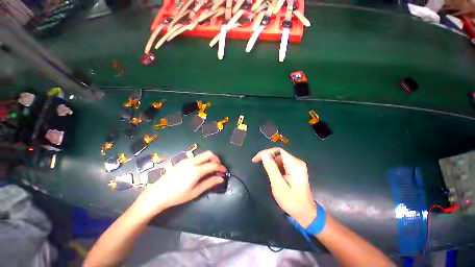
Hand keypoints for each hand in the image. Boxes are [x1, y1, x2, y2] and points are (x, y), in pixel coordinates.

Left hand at [136, 151, 225, 215]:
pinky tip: (200, 169)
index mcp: (196, 171)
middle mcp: (192, 162)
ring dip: (209, 159)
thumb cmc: (177, 196)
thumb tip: (221, 178)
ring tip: (210, 168)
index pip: (213, 165)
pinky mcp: (182, 161)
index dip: (221, 167)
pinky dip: (202, 160)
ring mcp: (186, 160)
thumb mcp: (195, 192)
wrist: (157, 194)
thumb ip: (209, 183)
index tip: (224, 171)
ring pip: (202, 154)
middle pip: (209, 154)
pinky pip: (196, 157)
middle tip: (218, 167)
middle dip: (216, 159)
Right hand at [252, 148, 316, 227]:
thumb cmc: (291, 201)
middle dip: (267, 157)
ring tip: (264, 170)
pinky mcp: (295, 169)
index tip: (255, 159)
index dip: (265, 152)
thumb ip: (271, 168)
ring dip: (270, 162)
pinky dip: (275, 166)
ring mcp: (297, 165)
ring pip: (280, 158)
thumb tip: (264, 154)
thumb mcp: (278, 185)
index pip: (278, 151)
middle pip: (279, 153)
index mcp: (295, 164)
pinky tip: (272, 172)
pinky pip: (283, 163)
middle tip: (256, 163)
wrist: (305, 213)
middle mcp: (297, 162)